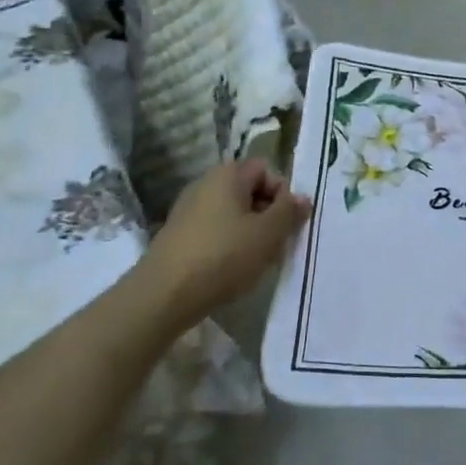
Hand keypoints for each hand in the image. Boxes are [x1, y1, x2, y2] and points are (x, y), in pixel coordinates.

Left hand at [144, 160, 308, 328]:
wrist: (163, 296)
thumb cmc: (222, 257)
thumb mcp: (267, 234)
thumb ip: (289, 212)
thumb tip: (302, 198)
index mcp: (228, 174)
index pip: (266, 169)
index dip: (282, 192)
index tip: (287, 223)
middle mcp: (205, 184)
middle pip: (249, 191)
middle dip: (268, 215)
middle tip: (276, 245)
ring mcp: (188, 209)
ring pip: (233, 214)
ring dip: (250, 233)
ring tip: (256, 262)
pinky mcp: (178, 235)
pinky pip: (214, 231)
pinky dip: (228, 246)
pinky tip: (231, 271)